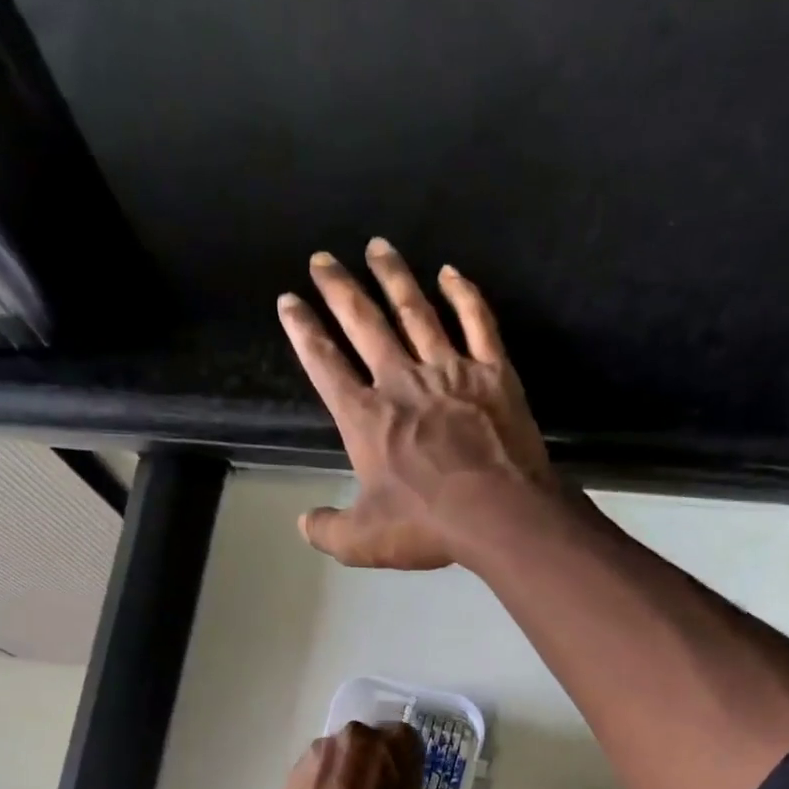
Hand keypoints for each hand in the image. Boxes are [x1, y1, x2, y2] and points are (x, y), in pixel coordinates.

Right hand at [277, 238, 559, 569]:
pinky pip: (477, 322)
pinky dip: (464, 295)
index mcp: (366, 418)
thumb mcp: (363, 541)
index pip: (325, 365)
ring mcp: (450, 371)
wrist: (499, 512)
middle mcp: (402, 382)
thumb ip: (328, 530)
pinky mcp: (492, 373)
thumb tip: (303, 523)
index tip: (289, 301)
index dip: (304, 332)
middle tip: (322, 258)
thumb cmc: (426, 524)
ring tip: (378, 247)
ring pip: (416, 311)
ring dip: (394, 277)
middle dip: (339, 289)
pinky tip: (451, 273)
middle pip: (365, 323)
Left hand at [280, 721, 423, 788]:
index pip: (403, 740)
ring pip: (336, 755)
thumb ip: (400, 786)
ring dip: (339, 774)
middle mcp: (360, 736)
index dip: (398, 765)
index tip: (395, 786)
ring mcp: (323, 751)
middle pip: (365, 743)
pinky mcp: (295, 770)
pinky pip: (313, 772)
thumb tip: (387, 785)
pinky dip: (317, 787)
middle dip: (366, 764)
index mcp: (398, 744)